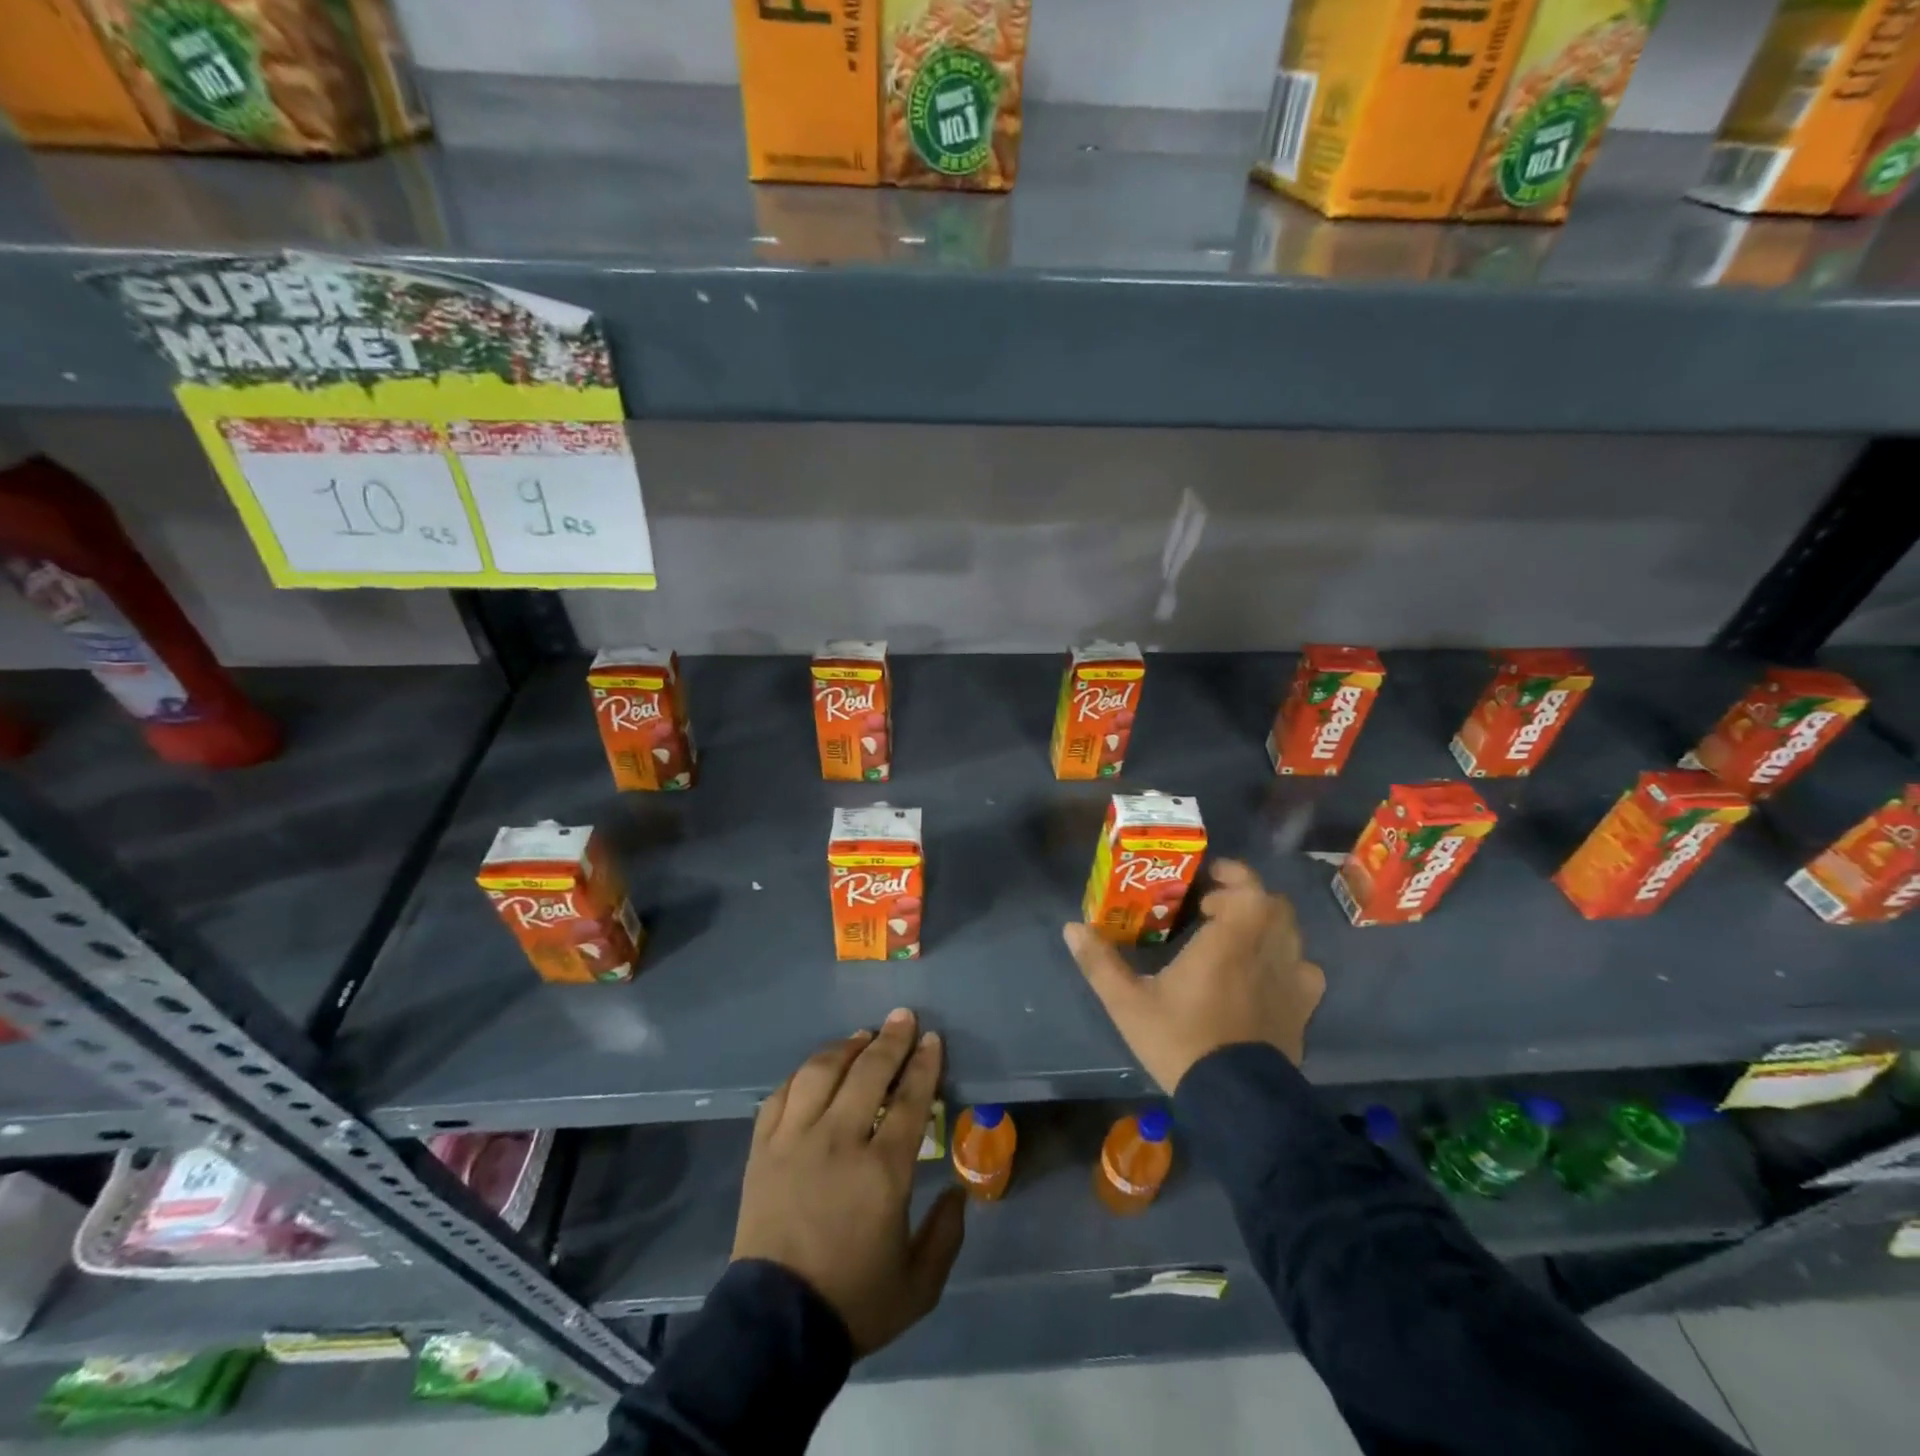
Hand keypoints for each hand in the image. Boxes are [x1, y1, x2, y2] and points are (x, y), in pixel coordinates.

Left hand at [732, 1008, 965, 1355]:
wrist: (774, 1329)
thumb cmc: (853, 1303)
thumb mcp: (919, 1285)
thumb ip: (946, 1234)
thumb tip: (959, 1191)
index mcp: (882, 1171)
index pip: (909, 1099)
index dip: (923, 1064)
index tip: (932, 1040)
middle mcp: (839, 1141)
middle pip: (868, 1072)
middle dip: (891, 1039)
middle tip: (903, 1017)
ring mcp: (794, 1140)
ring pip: (821, 1072)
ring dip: (846, 1047)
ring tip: (862, 1036)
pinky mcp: (763, 1149)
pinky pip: (781, 1095)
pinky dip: (801, 1075)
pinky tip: (815, 1069)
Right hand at [1064, 860, 1324, 1091]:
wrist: (1235, 1100)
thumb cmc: (1180, 1041)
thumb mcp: (1128, 1003)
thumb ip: (1100, 962)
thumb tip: (1071, 927)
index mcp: (1227, 942)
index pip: (1249, 888)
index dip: (1233, 875)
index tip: (1208, 881)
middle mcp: (1266, 951)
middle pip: (1274, 905)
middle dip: (1246, 898)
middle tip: (1214, 909)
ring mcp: (1291, 980)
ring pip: (1292, 933)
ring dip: (1267, 925)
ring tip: (1239, 939)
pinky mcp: (1303, 1009)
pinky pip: (1305, 969)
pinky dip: (1288, 961)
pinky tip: (1264, 975)